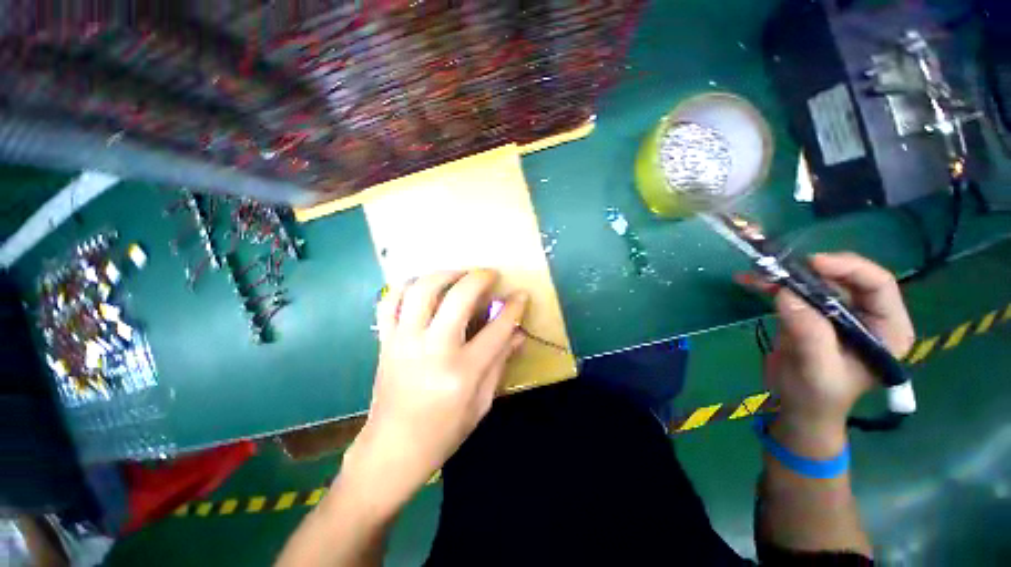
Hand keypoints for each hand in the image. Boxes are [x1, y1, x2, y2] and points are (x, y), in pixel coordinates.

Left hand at [341, 270, 527, 516]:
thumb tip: (518, 334)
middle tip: (490, 275)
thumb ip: (500, 363)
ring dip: (444, 274)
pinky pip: (390, 301)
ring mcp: (405, 341)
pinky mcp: (386, 341)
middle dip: (479, 278)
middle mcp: (433, 349)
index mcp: (462, 372)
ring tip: (458, 275)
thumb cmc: (443, 432)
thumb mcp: (481, 403)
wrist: (391, 449)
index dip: (514, 308)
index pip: (497, 329)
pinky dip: (408, 287)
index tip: (521, 294)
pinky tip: (423, 287)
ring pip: (422, 290)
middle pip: (458, 297)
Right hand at [743, 253, 914, 454]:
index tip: (812, 264)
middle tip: (779, 267)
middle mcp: (866, 314)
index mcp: (886, 328)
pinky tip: (748, 280)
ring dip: (784, 274)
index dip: (848, 268)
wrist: (796, 406)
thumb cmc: (816, 395)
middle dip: (810, 270)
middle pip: (844, 277)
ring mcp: (835, 312)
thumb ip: (810, 333)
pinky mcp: (810, 312)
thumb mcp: (817, 368)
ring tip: (757, 273)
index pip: (878, 285)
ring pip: (814, 280)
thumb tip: (786, 294)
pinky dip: (770, 284)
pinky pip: (792, 290)